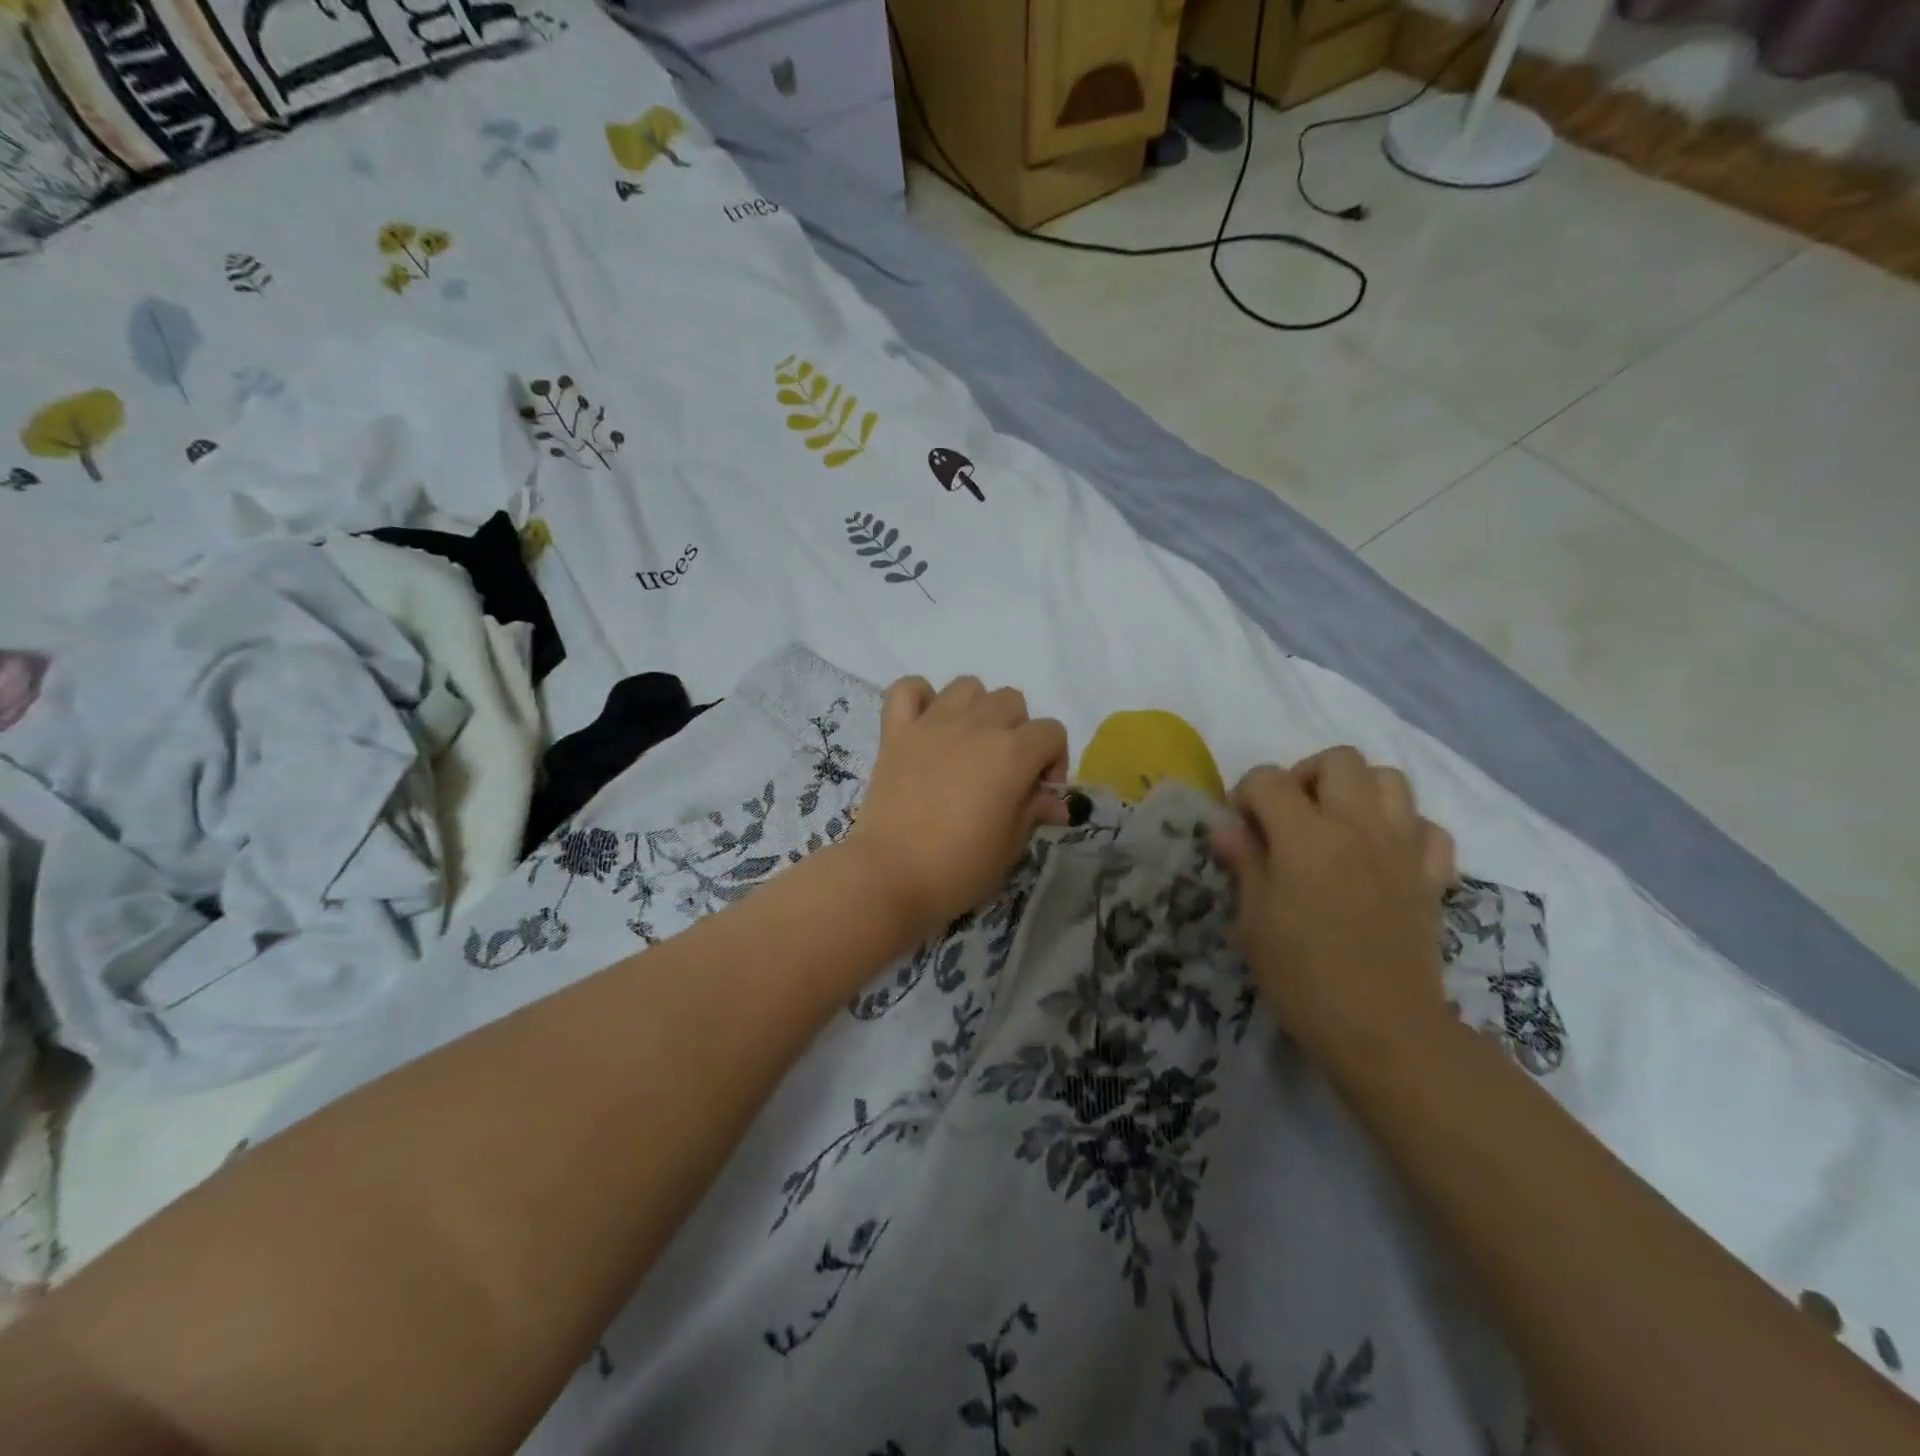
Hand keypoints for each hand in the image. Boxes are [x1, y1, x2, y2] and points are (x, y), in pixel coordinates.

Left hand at [847, 675, 1070, 942]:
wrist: (890, 875)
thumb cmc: (960, 868)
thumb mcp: (1011, 846)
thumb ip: (1035, 811)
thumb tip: (1055, 802)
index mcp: (1012, 752)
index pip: (1052, 732)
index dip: (1054, 761)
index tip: (1039, 794)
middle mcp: (976, 725)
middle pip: (1012, 701)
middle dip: (1019, 732)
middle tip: (1005, 772)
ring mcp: (932, 723)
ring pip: (967, 686)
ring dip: (977, 709)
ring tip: (969, 745)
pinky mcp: (896, 732)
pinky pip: (908, 689)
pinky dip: (920, 698)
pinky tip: (926, 725)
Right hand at [1210, 747, 1457, 1068]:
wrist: (1381, 1027)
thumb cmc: (1302, 974)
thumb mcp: (1254, 918)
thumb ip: (1244, 862)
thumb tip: (1227, 829)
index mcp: (1305, 834)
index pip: (1268, 779)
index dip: (1246, 794)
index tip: (1241, 826)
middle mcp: (1358, 826)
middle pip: (1339, 760)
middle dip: (1306, 776)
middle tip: (1291, 816)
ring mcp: (1402, 847)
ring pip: (1390, 779)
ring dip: (1359, 791)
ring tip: (1338, 825)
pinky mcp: (1431, 876)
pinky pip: (1428, 828)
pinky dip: (1406, 829)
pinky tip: (1384, 855)